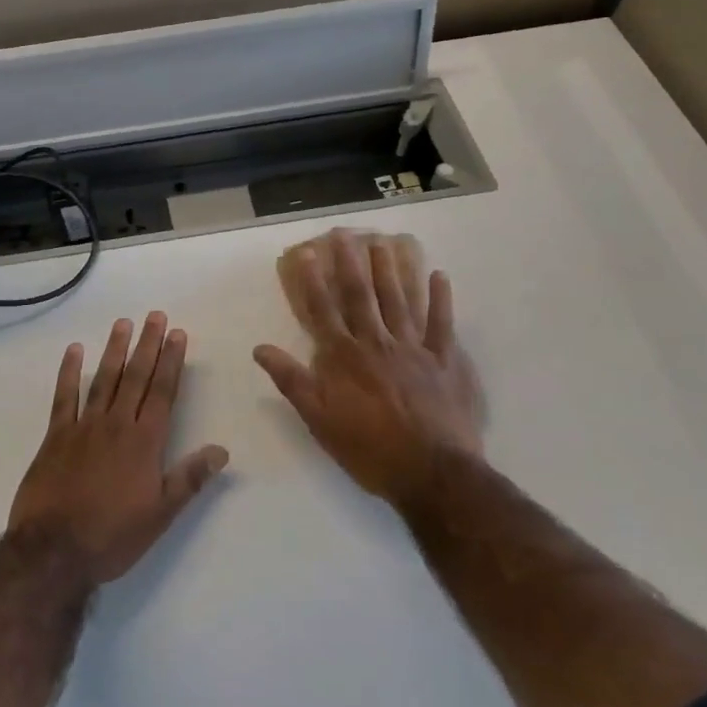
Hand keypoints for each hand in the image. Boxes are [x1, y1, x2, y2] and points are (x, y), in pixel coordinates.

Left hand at [9, 313, 229, 585]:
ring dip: (115, 350)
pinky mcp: (55, 436)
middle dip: (148, 345)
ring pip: (104, 380)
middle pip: (136, 377)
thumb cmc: (112, 535)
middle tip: (155, 315)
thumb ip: (189, 479)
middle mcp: (116, 425)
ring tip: (123, 323)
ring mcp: (83, 427)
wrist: (54, 550)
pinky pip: (64, 397)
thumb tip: (222, 450)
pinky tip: (74, 351)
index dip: (172, 361)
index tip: (178, 334)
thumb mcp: (160, 514)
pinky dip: (69, 373)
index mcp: (145, 442)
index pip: (163, 392)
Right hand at [254, 228, 484, 509]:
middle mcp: (376, 343)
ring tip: (383, 243)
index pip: (323, 310)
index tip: (306, 253)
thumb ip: (291, 380)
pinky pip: (442, 323)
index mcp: (344, 357)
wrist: (432, 472)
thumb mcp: (318, 420)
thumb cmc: (369, 449)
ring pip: (399, 300)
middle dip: (351, 263)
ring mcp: (414, 348)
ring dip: (390, 270)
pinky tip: (439, 275)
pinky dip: (441, 299)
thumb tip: (260, 348)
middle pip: (361, 296)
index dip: (312, 281)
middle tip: (346, 234)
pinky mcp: (445, 360)